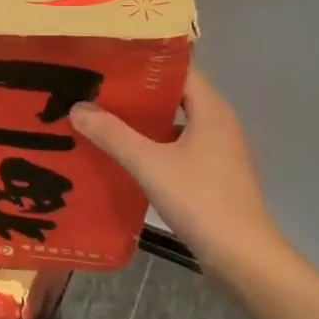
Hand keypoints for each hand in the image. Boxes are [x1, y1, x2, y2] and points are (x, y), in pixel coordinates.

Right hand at [71, 69, 290, 276]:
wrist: (242, 257)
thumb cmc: (200, 200)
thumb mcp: (149, 164)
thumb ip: (112, 134)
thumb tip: (77, 107)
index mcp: (211, 110)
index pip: (178, 69)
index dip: (145, 63)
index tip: (109, 62)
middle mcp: (218, 123)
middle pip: (174, 95)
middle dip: (137, 93)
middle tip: (97, 89)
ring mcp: (218, 150)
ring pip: (175, 123)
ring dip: (143, 121)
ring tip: (103, 118)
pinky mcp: (212, 174)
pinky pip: (178, 147)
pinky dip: (153, 145)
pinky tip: (125, 154)